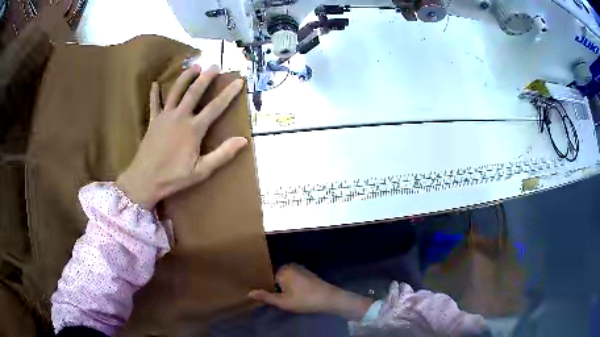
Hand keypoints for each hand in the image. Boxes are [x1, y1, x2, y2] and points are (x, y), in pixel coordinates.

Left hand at [116, 65, 247, 209]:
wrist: (145, 180)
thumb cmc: (173, 177)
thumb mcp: (201, 171)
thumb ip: (222, 154)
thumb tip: (243, 140)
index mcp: (194, 129)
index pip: (215, 107)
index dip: (229, 93)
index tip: (238, 81)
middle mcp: (180, 117)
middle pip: (194, 92)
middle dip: (206, 77)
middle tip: (215, 66)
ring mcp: (165, 117)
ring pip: (176, 91)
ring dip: (185, 78)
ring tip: (194, 66)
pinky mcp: (153, 121)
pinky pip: (154, 103)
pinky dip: (154, 93)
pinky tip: (155, 84)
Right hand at [249, 264, 373, 320]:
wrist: (330, 298)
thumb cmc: (305, 300)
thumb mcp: (283, 302)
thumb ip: (266, 297)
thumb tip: (249, 292)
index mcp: (282, 270)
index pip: (265, 275)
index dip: (261, 283)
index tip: (256, 290)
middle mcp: (290, 266)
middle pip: (274, 275)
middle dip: (271, 284)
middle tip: (267, 295)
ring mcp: (299, 269)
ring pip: (284, 277)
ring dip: (280, 285)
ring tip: (276, 294)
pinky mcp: (307, 273)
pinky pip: (292, 277)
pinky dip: (289, 284)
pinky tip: (290, 293)